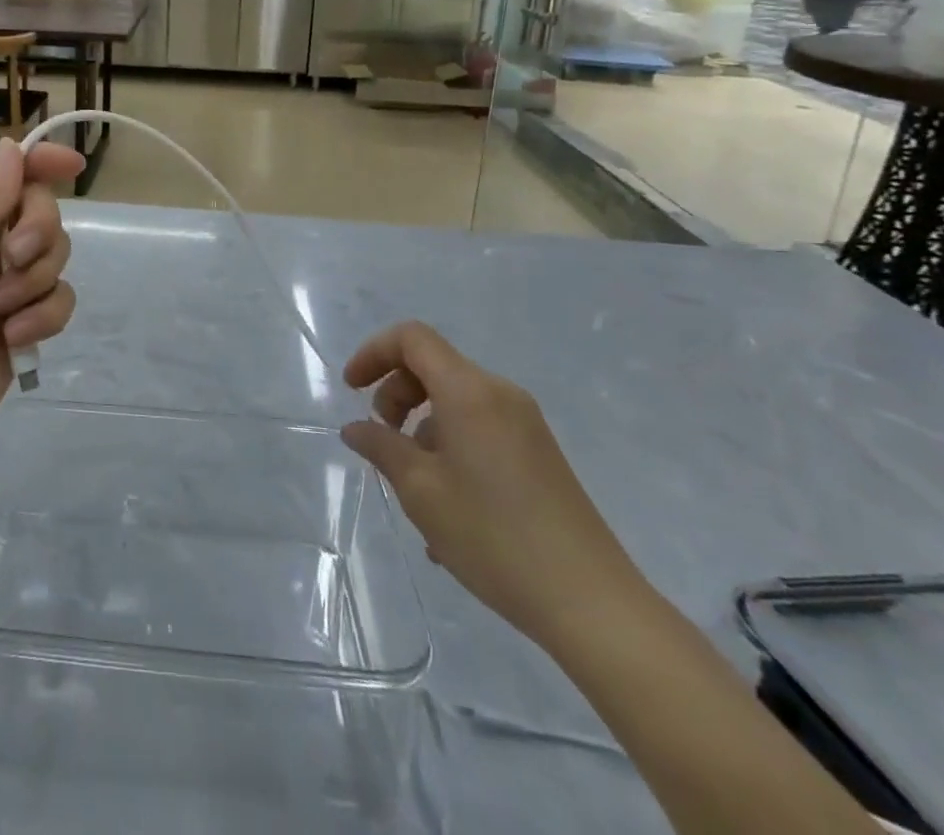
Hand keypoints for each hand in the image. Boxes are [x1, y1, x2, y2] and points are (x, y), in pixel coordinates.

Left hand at [0, 138, 83, 467]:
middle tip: (14, 257)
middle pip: (38, 207)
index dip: (40, 161)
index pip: (3, 169)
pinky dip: (42, 316)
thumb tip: (13, 148)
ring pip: (55, 253)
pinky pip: (59, 298)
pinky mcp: (24, 322)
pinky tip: (13, 338)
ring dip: (34, 278)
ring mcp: (3, 283)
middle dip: (36, 229)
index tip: (75, 166)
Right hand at [340, 322, 647, 652]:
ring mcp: (525, 426)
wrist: (592, 605)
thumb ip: (381, 447)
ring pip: (455, 403)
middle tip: (381, 441)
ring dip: (421, 429)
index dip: (374, 353)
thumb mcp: (420, 491)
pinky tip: (445, 510)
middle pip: (433, 367)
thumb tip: (357, 429)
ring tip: (412, 490)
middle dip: (396, 395)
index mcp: (470, 392)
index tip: (351, 390)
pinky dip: (449, 449)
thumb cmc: (494, 537)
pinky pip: (479, 431)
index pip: (412, 338)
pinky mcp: (539, 456)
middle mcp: (500, 396)